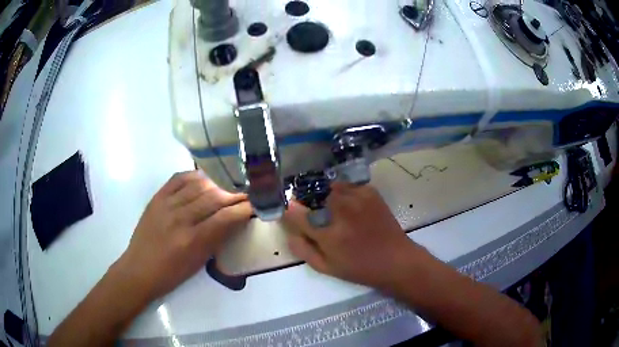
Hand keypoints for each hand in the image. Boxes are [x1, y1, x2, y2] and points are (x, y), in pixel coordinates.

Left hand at [115, 171, 252, 300]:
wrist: (140, 269)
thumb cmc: (172, 273)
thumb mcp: (199, 261)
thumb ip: (217, 238)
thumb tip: (235, 219)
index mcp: (192, 240)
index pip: (225, 217)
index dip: (244, 207)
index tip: (258, 202)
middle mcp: (180, 218)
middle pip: (214, 197)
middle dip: (235, 193)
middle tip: (248, 190)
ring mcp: (166, 204)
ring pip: (199, 184)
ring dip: (218, 183)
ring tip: (230, 183)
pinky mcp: (157, 197)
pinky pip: (179, 178)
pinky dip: (195, 175)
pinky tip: (205, 178)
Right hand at [283, 182, 423, 290]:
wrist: (396, 259)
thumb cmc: (359, 268)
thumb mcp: (326, 267)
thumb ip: (303, 249)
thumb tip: (289, 232)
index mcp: (327, 234)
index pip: (295, 213)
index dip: (290, 211)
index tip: (291, 211)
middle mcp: (341, 210)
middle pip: (312, 195)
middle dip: (310, 202)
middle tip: (318, 214)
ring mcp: (357, 197)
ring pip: (330, 187)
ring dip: (327, 196)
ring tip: (336, 210)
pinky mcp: (370, 191)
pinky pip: (348, 187)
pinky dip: (345, 194)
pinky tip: (352, 207)